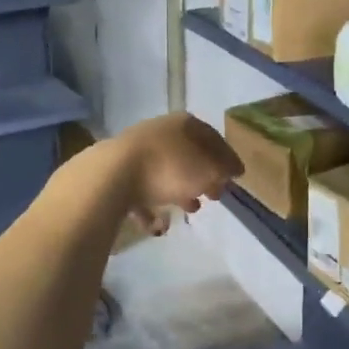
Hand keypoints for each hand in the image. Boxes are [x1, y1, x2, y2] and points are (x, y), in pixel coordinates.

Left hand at [106, 112, 243, 234]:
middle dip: (203, 176)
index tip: (236, 178)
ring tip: (190, 209)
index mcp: (183, 124)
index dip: (227, 158)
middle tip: (214, 196)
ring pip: (165, 171)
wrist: (112, 176)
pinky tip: (158, 224)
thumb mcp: (209, 170)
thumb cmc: (169, 168)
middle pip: (189, 155)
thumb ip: (224, 169)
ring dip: (180, 190)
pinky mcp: (117, 173)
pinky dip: (151, 206)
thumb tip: (232, 169)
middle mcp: (160, 132)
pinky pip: (141, 190)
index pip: (213, 138)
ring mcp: (136, 151)